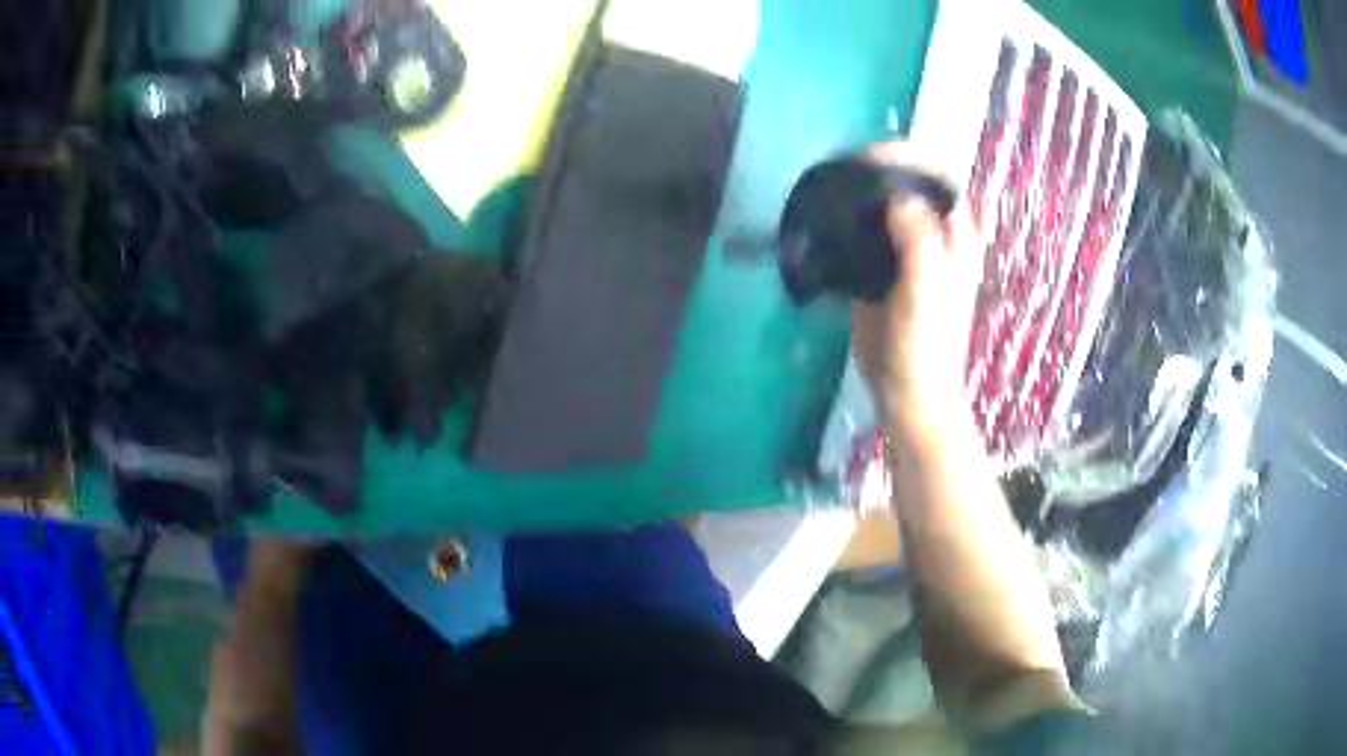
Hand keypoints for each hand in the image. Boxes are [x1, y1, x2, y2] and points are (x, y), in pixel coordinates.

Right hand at [852, 143, 982, 426]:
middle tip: (847, 168)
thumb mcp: (928, 287)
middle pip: (911, 188)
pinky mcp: (878, 272)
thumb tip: (895, 197)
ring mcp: (905, 255)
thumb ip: (918, 238)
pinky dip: (849, 223)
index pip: (938, 180)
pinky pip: (865, 236)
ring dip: (863, 194)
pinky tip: (828, 218)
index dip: (911, 159)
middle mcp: (933, 239)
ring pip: (886, 210)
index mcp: (955, 238)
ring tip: (834, 184)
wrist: (905, 389)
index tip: (872, 155)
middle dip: (883, 171)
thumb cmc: (927, 342)